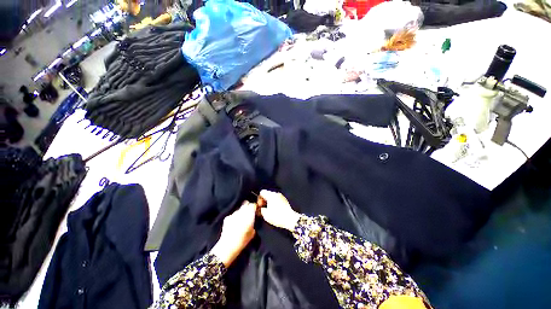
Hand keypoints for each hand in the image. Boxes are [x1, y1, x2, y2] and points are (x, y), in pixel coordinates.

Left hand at [211, 201, 255, 267]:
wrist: (228, 246)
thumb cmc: (243, 240)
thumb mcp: (253, 232)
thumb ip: (253, 223)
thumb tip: (253, 221)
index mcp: (249, 214)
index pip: (253, 205)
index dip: (254, 207)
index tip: (256, 211)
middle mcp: (241, 212)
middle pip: (246, 204)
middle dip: (248, 207)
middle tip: (249, 213)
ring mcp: (233, 214)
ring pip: (239, 209)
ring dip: (241, 212)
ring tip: (241, 219)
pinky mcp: (227, 217)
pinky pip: (233, 214)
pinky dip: (235, 217)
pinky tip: (234, 223)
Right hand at [259, 190, 300, 231]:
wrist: (290, 219)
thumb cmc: (277, 216)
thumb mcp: (265, 215)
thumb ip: (261, 209)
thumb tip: (261, 208)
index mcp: (271, 195)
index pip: (262, 192)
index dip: (259, 198)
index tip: (260, 205)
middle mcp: (276, 194)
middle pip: (267, 194)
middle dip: (264, 200)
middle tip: (264, 208)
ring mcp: (281, 196)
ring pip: (273, 197)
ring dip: (270, 201)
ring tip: (269, 210)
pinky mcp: (285, 200)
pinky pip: (277, 199)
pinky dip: (275, 203)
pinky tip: (275, 210)